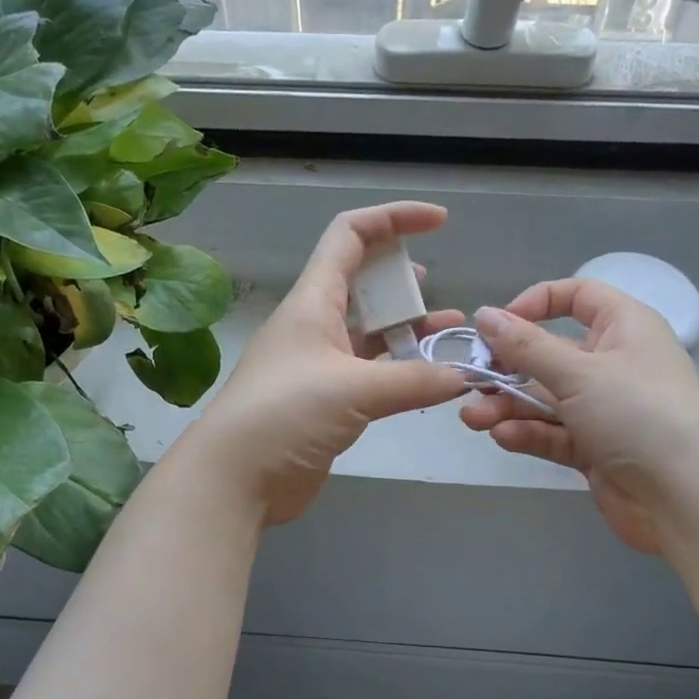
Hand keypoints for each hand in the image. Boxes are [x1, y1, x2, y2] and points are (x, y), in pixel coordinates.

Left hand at [183, 203, 468, 525]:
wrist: (235, 479)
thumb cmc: (284, 415)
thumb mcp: (353, 390)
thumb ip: (414, 380)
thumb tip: (464, 376)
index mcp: (313, 301)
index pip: (351, 235)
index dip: (394, 218)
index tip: (440, 223)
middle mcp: (315, 324)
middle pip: (364, 281)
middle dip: (405, 280)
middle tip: (442, 295)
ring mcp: (319, 364)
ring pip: (371, 332)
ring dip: (409, 329)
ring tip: (450, 334)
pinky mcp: (326, 401)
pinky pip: (372, 373)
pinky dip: (401, 371)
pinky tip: (429, 379)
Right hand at [459, 279, 698, 552]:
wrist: (687, 500)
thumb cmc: (638, 415)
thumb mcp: (579, 373)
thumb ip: (526, 346)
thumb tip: (485, 315)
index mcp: (623, 328)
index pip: (577, 297)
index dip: (536, 303)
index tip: (498, 325)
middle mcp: (613, 363)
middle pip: (549, 354)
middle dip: (507, 368)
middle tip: (472, 381)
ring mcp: (603, 409)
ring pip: (544, 398)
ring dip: (507, 405)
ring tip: (474, 418)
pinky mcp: (594, 448)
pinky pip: (552, 432)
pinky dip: (527, 433)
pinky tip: (502, 437)